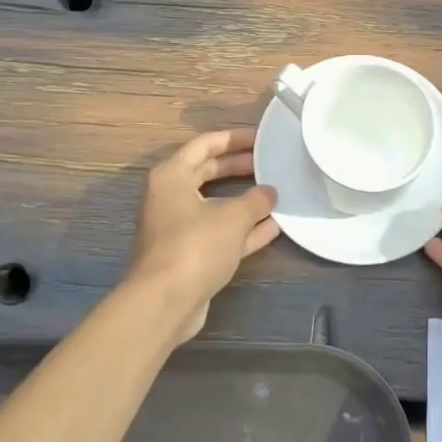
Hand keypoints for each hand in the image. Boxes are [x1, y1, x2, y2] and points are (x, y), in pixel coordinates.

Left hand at [125, 129, 278, 342]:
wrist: (165, 302)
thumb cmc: (195, 245)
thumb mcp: (233, 216)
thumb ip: (256, 199)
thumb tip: (270, 192)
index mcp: (172, 176)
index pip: (204, 145)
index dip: (234, 138)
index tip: (262, 138)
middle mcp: (170, 197)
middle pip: (208, 172)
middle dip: (239, 167)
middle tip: (270, 163)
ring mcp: (179, 227)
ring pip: (216, 204)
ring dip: (244, 200)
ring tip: (276, 192)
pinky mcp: (189, 254)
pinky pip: (220, 232)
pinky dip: (244, 228)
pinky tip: (274, 226)